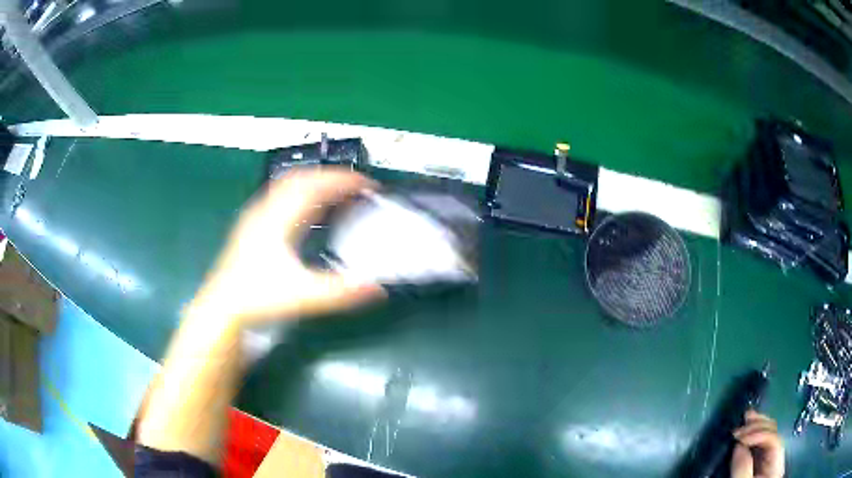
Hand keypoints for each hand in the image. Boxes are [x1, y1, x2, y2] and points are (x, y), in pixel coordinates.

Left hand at [189, 168, 385, 323]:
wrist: (222, 307)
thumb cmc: (257, 298)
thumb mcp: (302, 296)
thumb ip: (340, 293)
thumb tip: (377, 289)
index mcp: (279, 219)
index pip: (316, 186)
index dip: (345, 181)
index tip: (368, 185)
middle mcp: (267, 209)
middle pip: (303, 176)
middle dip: (332, 176)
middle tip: (356, 186)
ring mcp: (256, 215)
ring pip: (289, 182)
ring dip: (316, 181)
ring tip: (336, 193)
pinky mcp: (252, 224)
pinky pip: (281, 194)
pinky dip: (302, 192)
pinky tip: (308, 209)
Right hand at [731, 410, 784, 477]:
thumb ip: (743, 469)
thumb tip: (739, 446)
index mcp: (776, 466)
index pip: (774, 440)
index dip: (759, 434)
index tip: (740, 437)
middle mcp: (777, 458)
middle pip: (774, 433)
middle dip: (758, 425)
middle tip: (742, 422)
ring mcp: (771, 460)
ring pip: (770, 434)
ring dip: (757, 425)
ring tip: (746, 419)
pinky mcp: (763, 463)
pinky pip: (762, 443)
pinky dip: (755, 434)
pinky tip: (748, 429)